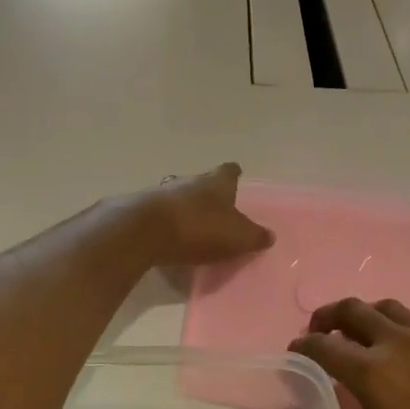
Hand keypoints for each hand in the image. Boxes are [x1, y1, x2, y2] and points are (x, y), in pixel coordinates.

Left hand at [131, 163, 273, 267]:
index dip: (233, 174)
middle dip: (206, 192)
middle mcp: (189, 180)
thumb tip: (269, 236)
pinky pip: (158, 213)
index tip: (236, 175)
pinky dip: (164, 221)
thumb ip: (254, 236)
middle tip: (213, 206)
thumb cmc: (199, 228)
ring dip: (183, 206)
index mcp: (216, 182)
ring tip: (189, 223)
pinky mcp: (140, 209)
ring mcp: (161, 192)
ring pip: (176, 194)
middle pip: (200, 181)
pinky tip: (167, 236)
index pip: (229, 171)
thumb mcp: (237, 237)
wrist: (145, 231)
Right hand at [290, 299, 409, 408]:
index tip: (295, 352)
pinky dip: (398, 324)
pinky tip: (404, 347)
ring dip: (364, 315)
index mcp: (372, 371)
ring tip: (359, 334)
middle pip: (353, 310)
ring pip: (387, 307)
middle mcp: (398, 341)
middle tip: (320, 332)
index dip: (303, 346)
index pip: (323, 346)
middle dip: (328, 316)